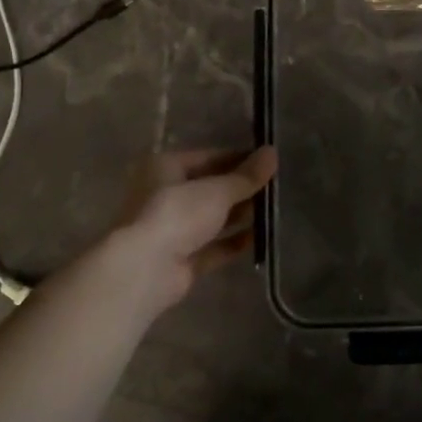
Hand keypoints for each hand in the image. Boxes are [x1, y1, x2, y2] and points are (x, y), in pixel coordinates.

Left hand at [98, 146, 276, 319]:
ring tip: (274, 212)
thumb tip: (272, 152)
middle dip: (242, 189)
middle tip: (276, 189)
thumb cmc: (176, 214)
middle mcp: (165, 195)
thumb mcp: (217, 191)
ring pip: (212, 218)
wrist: (145, 268)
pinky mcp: (182, 259)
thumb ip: (246, 176)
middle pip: (210, 189)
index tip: (269, 162)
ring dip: (240, 216)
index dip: (239, 159)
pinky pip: (213, 246)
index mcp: (165, 168)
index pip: (208, 157)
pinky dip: (233, 242)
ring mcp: (172, 229)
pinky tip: (260, 239)